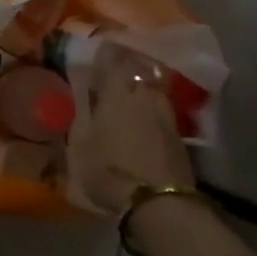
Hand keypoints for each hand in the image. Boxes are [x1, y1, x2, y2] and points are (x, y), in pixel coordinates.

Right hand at [67, 59, 194, 215]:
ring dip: (142, 95)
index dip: (106, 55)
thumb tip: (77, 103)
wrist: (159, 203)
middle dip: (126, 73)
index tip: (97, 52)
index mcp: (117, 93)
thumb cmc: (109, 170)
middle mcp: (144, 97)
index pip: (113, 60)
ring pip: (153, 94)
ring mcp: (166, 117)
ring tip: (131, 104)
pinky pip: (162, 117)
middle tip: (112, 80)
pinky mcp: (180, 139)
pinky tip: (145, 129)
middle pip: (137, 74)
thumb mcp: (79, 146)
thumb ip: (78, 120)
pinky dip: (153, 118)